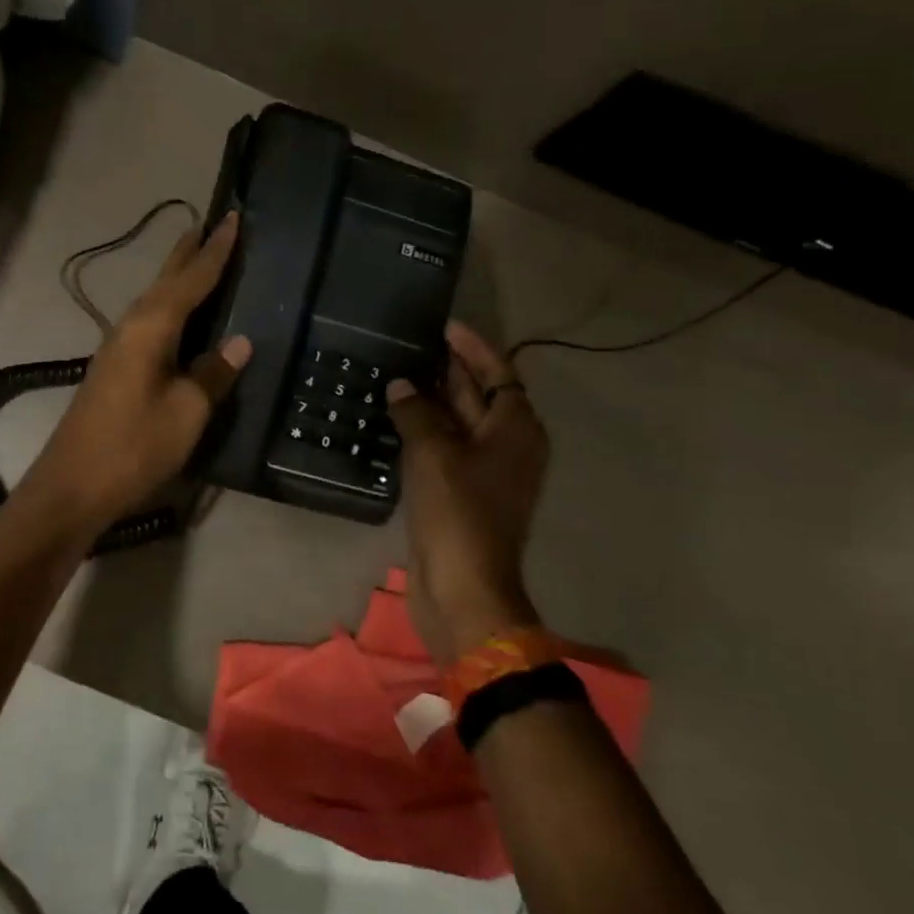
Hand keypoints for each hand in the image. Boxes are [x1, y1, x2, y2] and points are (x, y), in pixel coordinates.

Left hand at [18, 214, 251, 535]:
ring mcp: (117, 348)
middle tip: (213, 225)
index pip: (191, 279)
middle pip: (165, 281)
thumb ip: (213, 373)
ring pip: (154, 300)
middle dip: (189, 253)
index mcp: (150, 327)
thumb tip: (240, 342)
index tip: (235, 218)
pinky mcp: (113, 370)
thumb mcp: (186, 413)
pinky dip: (169, 308)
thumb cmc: (134, 446)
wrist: (72, 486)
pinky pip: (148, 322)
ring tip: (198, 259)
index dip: (216, 251)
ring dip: (177, 278)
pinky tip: (177, 317)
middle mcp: (130, 327)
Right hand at [386, 320, 548, 666]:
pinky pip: (446, 449)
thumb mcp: (433, 452)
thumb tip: (401, 386)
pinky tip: (398, 421)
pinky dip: (426, 431)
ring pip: (461, 424)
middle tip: (415, 345)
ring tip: (400, 375)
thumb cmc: (457, 511)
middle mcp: (508, 446)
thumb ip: (417, 412)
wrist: (462, 587)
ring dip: (434, 401)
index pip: (499, 373)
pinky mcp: (464, 494)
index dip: (473, 348)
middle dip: (452, 370)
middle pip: (482, 396)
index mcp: (516, 429)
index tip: (446, 326)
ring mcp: (486, 473)